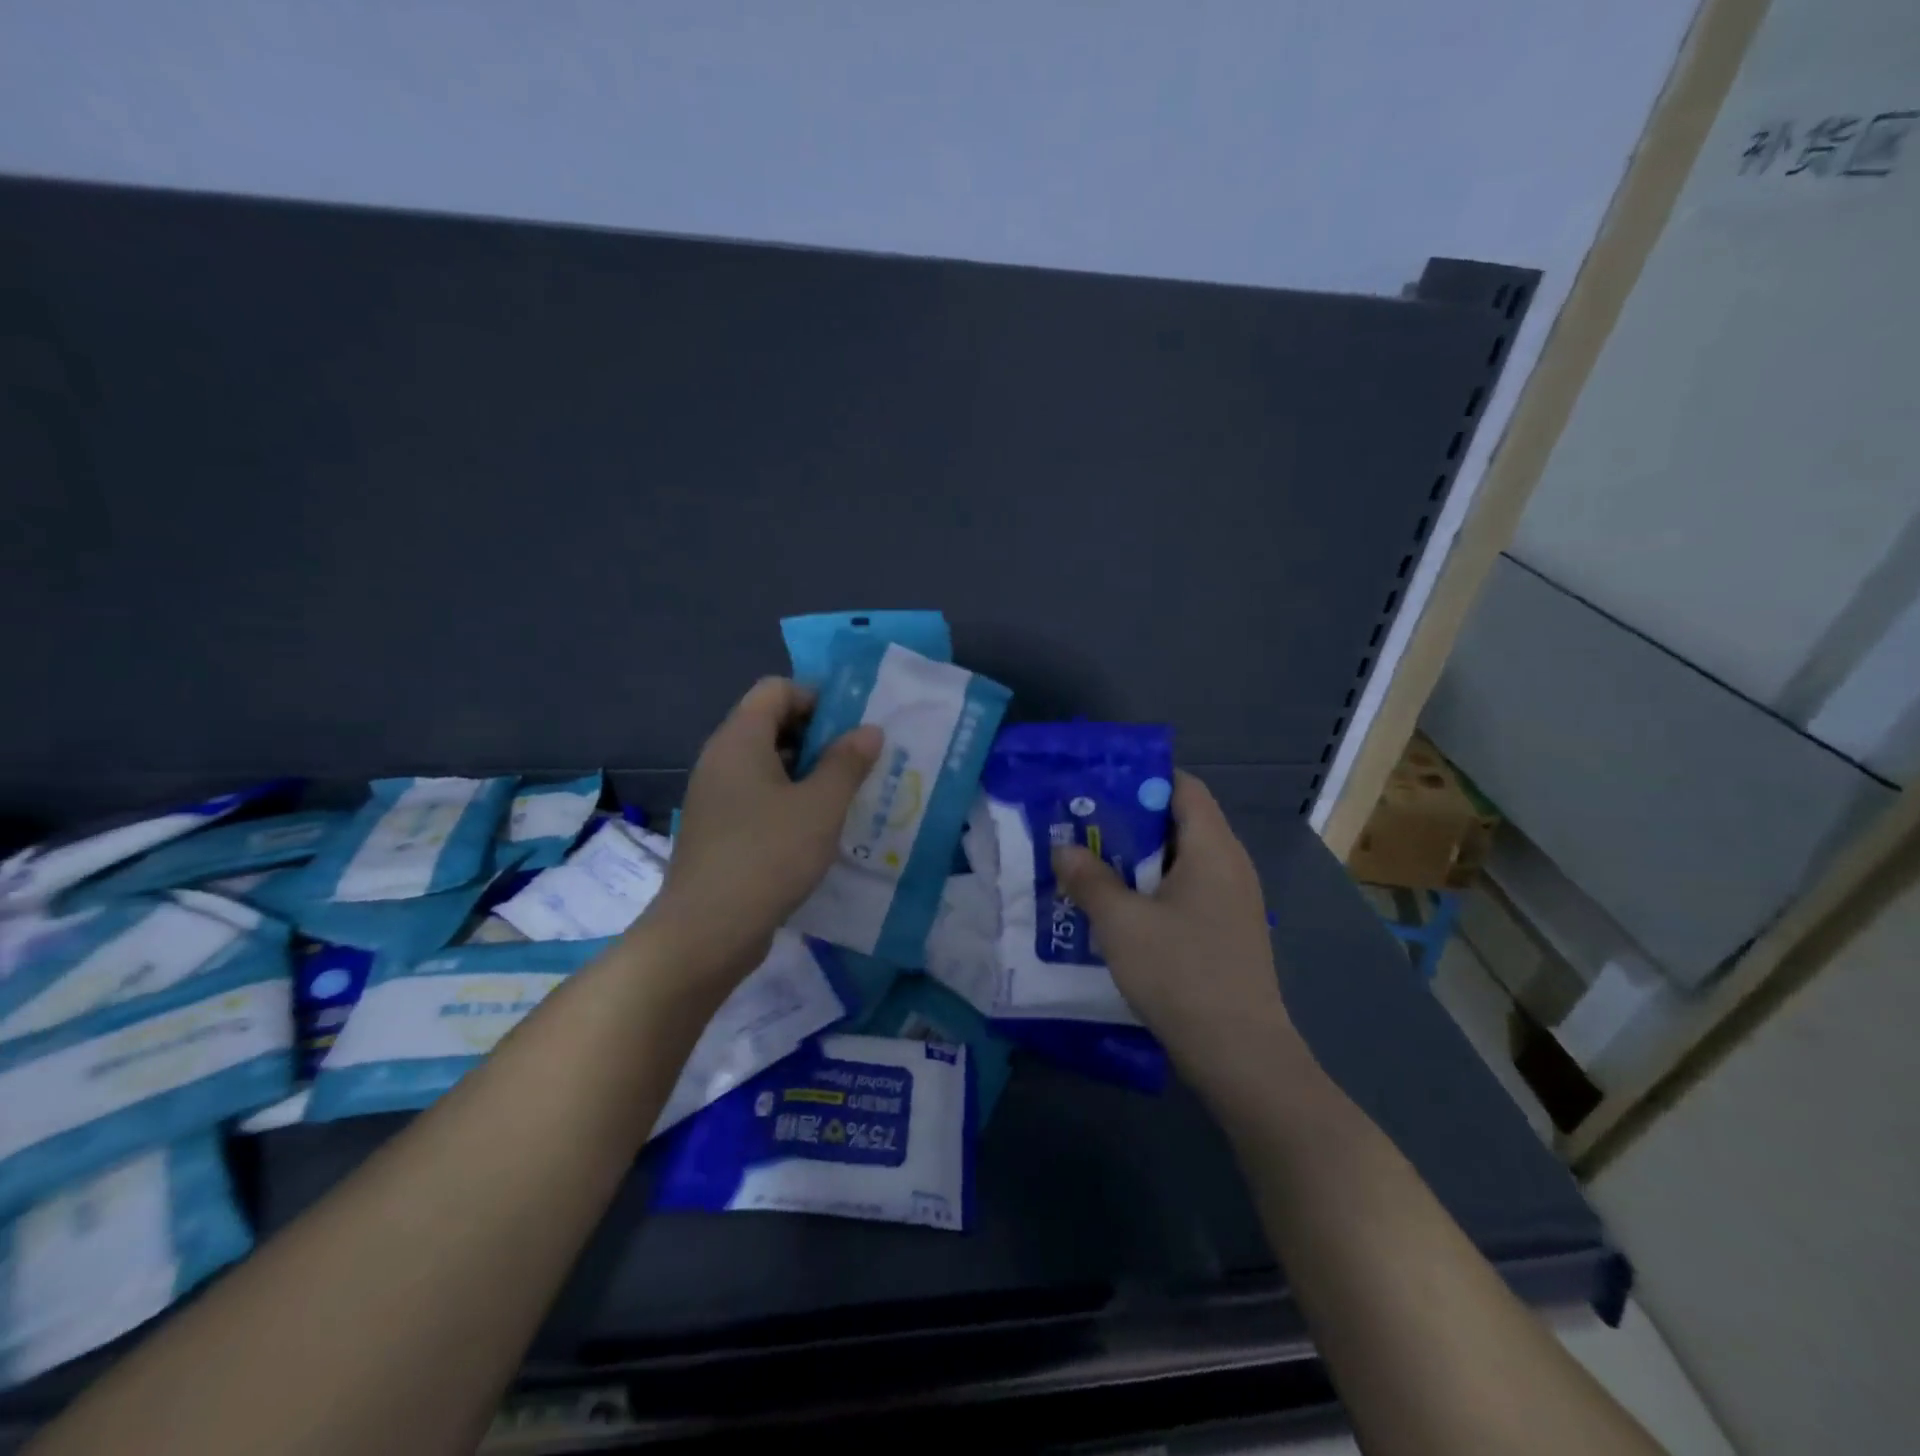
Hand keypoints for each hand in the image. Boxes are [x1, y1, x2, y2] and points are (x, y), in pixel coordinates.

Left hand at [644, 678, 880, 988]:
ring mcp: (716, 796)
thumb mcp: (821, 806)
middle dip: (819, 737)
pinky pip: (758, 796)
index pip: (776, 689)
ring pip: (768, 764)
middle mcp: (721, 759)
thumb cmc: (768, 855)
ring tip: (848, 797)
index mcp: (739, 740)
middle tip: (859, 763)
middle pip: (772, 724)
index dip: (817, 698)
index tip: (853, 728)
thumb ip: (848, 762)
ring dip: (808, 773)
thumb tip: (868, 729)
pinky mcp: (719, 829)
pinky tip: (819, 830)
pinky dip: (790, 801)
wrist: (707, 931)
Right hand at [1051, 771, 1302, 1098]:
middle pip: (1179, 822)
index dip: (1142, 779)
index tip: (1098, 787)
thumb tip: (1064, 849)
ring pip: (1179, 861)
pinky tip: (1117, 909)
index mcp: (1212, 848)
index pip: (1183, 787)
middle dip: (1128, 821)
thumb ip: (1090, 879)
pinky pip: (1186, 891)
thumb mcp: (1122, 923)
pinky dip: (1152, 889)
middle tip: (1081, 827)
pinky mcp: (1226, 932)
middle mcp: (1229, 865)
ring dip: (1136, 860)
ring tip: (1089, 865)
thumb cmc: (1181, 973)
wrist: (1239, 1053)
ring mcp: (1231, 901)